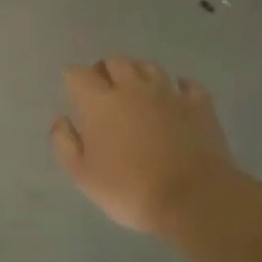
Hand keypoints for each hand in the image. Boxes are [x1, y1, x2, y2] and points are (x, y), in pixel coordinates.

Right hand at [51, 58, 235, 237]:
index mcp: (100, 102)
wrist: (193, 199)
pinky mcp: (199, 104)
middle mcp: (132, 88)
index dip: (73, 79)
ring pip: (149, 67)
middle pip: (114, 62)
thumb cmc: (130, 189)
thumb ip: (65, 143)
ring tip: (136, 90)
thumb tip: (61, 119)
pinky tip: (176, 97)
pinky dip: (178, 87)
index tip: (73, 93)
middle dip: (104, 71)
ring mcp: (168, 93)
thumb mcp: (83, 175)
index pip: (78, 74)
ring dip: (138, 73)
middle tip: (103, 90)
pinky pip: (187, 84)